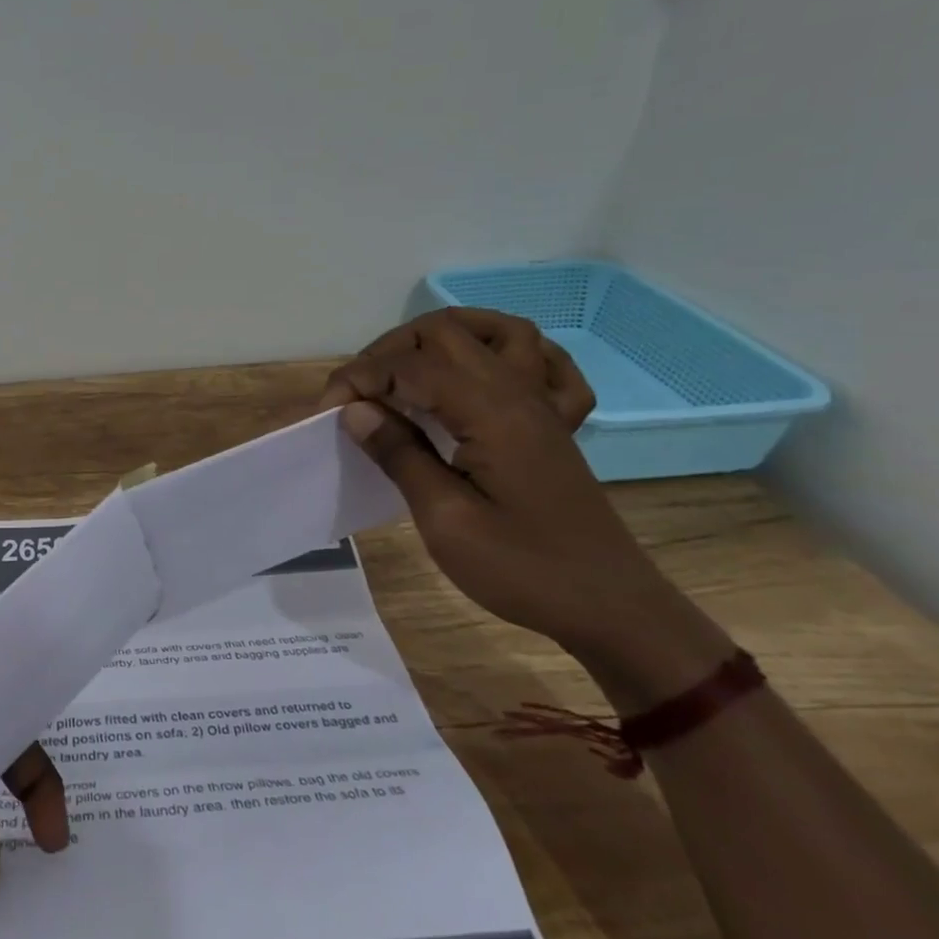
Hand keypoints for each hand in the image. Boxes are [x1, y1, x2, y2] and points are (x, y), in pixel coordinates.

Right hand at [323, 308, 731, 697]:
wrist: (610, 607)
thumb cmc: (523, 570)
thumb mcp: (446, 521)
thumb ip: (399, 455)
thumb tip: (355, 410)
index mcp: (489, 412)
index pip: (410, 366)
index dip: (360, 378)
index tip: (328, 411)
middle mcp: (517, 392)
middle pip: (445, 332)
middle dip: (389, 351)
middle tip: (358, 393)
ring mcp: (541, 404)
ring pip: (495, 332)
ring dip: (443, 337)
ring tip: (407, 367)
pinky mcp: (552, 423)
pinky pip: (540, 362)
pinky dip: (504, 352)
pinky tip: (478, 374)